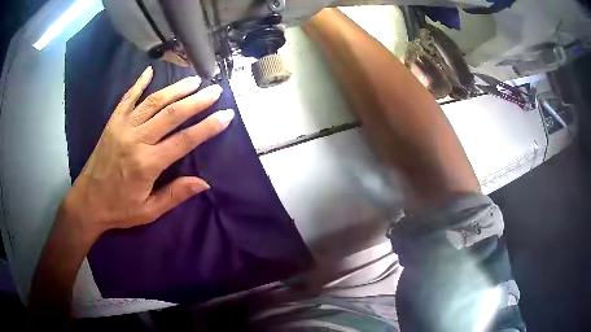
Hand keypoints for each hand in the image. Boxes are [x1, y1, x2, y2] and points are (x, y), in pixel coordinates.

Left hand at [61, 66, 233, 239]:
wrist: (88, 202)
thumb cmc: (119, 209)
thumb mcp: (149, 211)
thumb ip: (175, 194)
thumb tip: (204, 183)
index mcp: (147, 164)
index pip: (184, 140)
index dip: (207, 127)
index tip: (226, 115)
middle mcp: (136, 140)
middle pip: (171, 114)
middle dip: (196, 101)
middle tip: (215, 90)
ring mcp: (122, 127)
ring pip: (153, 102)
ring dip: (175, 89)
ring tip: (194, 80)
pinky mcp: (112, 123)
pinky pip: (127, 98)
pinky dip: (138, 83)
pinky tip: (149, 71)